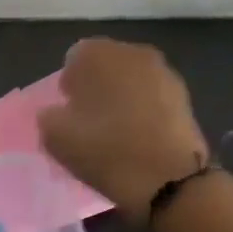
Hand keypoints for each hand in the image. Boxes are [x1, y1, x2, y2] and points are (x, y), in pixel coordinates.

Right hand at [38, 38, 208, 219]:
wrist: (169, 179)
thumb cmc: (106, 151)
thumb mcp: (56, 138)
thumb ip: (49, 116)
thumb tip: (57, 112)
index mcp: (99, 53)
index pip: (75, 58)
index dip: (70, 84)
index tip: (69, 111)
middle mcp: (133, 52)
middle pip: (107, 64)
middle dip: (97, 85)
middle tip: (91, 120)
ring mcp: (163, 71)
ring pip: (132, 79)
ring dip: (123, 96)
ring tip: (118, 130)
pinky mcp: (184, 95)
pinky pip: (153, 95)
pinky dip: (145, 108)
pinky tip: (141, 135)